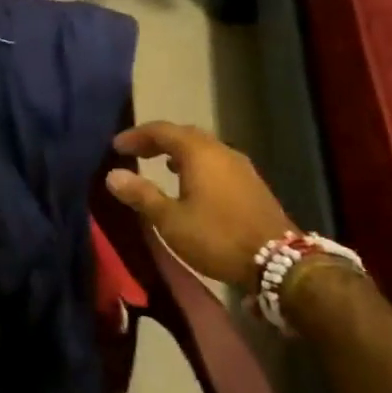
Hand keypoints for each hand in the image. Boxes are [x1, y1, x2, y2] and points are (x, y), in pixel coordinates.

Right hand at [103, 122, 290, 287]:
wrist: (278, 262)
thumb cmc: (217, 237)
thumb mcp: (171, 220)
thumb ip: (142, 195)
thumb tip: (113, 175)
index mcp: (198, 152)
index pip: (161, 130)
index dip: (137, 135)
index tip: (116, 146)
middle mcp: (220, 150)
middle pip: (184, 134)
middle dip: (157, 140)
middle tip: (135, 152)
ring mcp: (240, 165)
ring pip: (203, 148)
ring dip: (179, 152)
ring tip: (160, 165)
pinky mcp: (251, 182)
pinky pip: (216, 162)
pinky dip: (197, 164)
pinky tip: (191, 184)